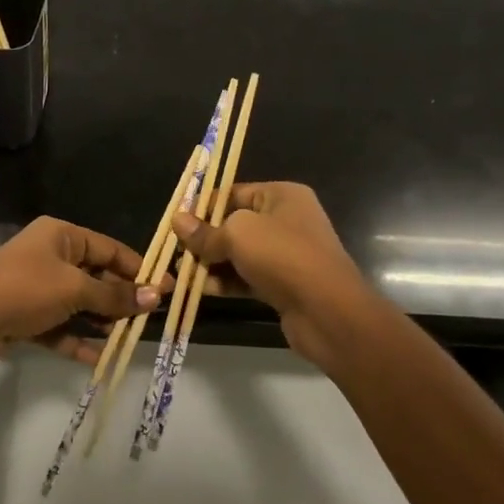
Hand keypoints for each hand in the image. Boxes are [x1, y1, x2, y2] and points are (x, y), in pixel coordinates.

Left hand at [0, 217, 165, 367]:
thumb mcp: (75, 289)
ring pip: (77, 303)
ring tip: (127, 338)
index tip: (165, 287)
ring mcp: (35, 287)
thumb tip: (155, 297)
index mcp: (60, 235)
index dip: (137, 268)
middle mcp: (48, 256)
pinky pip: (59, 326)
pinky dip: (77, 339)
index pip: (108, 248)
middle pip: (94, 276)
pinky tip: (99, 358)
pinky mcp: (24, 316)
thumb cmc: (26, 289)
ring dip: (100, 321)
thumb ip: (114, 296)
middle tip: (149, 318)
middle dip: (119, 298)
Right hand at [173, 182, 381, 373]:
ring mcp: (286, 254)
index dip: (203, 206)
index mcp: (281, 196)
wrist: (327, 310)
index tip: (176, 222)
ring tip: (181, 272)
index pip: (234, 193)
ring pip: (239, 254)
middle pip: (234, 224)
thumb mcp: (236, 234)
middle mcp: (286, 221)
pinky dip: (226, 282)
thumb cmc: (282, 255)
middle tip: (176, 251)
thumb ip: (205, 231)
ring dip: (211, 263)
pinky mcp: (283, 284)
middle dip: (204, 238)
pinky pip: (247, 277)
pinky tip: (200, 289)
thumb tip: (177, 221)